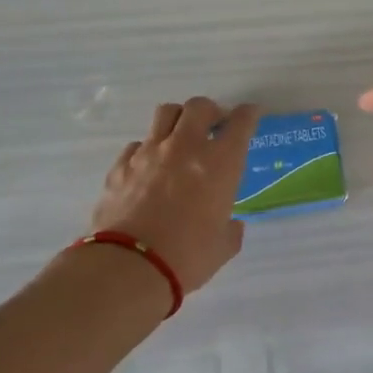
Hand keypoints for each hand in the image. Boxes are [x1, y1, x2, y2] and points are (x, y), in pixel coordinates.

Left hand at [90, 97, 258, 293]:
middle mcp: (185, 147)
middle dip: (210, 111)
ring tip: (179, 137)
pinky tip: (149, 167)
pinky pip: (137, 144)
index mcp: (220, 163)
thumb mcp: (222, 247)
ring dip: (178, 120)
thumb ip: (230, 230)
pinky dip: (148, 149)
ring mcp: (149, 152)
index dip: (248, 114)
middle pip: (199, 107)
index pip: (240, 123)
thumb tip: (231, 224)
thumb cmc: (187, 257)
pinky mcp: (121, 165)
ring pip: (165, 113)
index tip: (250, 114)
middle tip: (213, 126)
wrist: (129, 266)